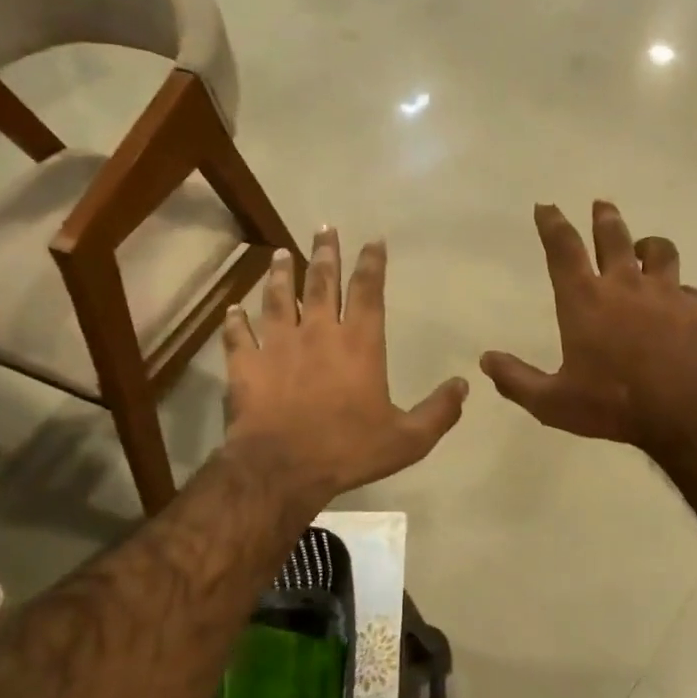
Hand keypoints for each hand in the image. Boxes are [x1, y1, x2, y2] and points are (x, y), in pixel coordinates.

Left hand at [224, 229, 466, 506]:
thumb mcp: (408, 439)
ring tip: (279, 254)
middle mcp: (318, 332)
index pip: (368, 291)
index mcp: (359, 344)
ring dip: (279, 275)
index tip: (373, 240)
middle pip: (322, 282)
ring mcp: (278, 345)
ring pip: (278, 299)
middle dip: (324, 253)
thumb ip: (439, 411)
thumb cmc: (348, 449)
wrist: (282, 468)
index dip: (372, 263)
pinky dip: (235, 321)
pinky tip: (233, 309)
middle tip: (323, 228)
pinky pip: (238, 335)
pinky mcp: (246, 364)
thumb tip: (464, 386)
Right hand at [481, 202, 696, 449]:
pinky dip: (684, 294)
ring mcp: (668, 293)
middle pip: (614, 237)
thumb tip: (486, 360)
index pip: (563, 249)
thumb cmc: (614, 405)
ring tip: (645, 248)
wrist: (688, 411)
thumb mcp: (553, 403)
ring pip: (660, 252)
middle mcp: (626, 285)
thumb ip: (518, 381)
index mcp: (585, 301)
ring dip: (649, 246)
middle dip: (604, 218)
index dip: (552, 224)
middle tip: (601, 205)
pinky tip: (685, 305)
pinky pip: (692, 291)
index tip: (546, 206)